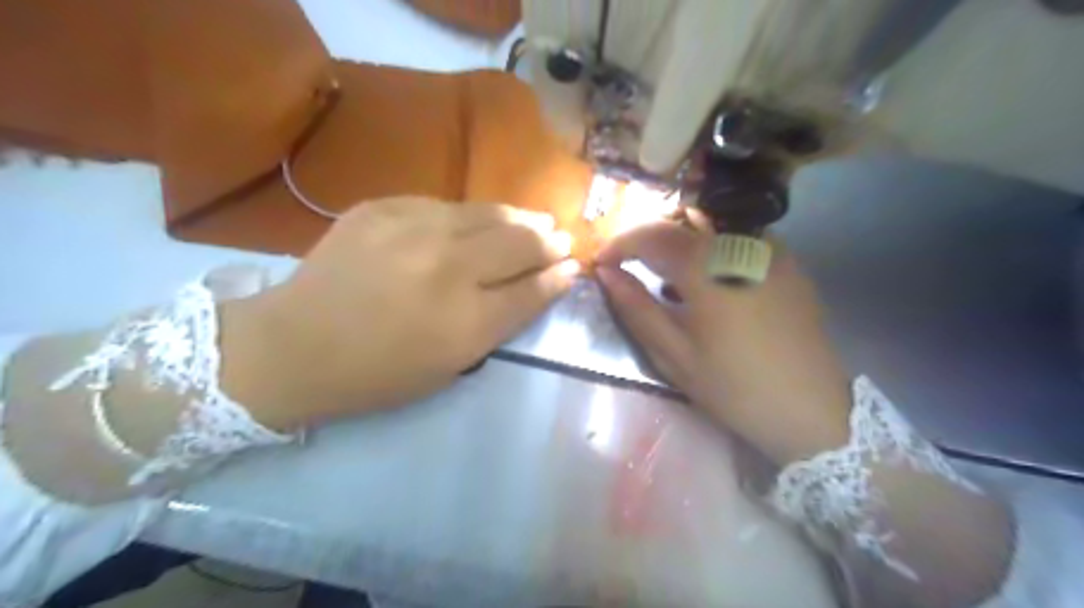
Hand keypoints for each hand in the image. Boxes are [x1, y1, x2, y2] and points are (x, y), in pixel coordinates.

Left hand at [217, 197, 580, 427]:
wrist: (292, 346)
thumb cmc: (377, 373)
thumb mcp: (450, 365)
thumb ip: (500, 323)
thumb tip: (540, 285)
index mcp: (465, 323)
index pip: (531, 290)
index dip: (558, 276)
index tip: (573, 266)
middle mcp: (447, 269)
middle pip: (518, 244)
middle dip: (547, 241)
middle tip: (560, 238)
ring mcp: (413, 231)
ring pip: (487, 214)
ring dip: (518, 219)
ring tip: (534, 222)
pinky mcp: (383, 208)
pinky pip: (444, 205)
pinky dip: (469, 215)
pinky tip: (477, 221)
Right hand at [597, 223, 851, 465]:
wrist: (814, 410)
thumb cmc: (735, 388)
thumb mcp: (675, 355)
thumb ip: (637, 308)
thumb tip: (606, 273)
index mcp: (709, 267)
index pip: (652, 234)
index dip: (620, 244)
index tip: (601, 262)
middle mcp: (741, 244)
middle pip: (681, 222)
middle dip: (647, 240)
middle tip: (628, 267)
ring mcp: (771, 249)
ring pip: (710, 227)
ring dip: (679, 243)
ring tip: (665, 277)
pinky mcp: (788, 262)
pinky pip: (738, 240)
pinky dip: (710, 251)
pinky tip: (707, 283)